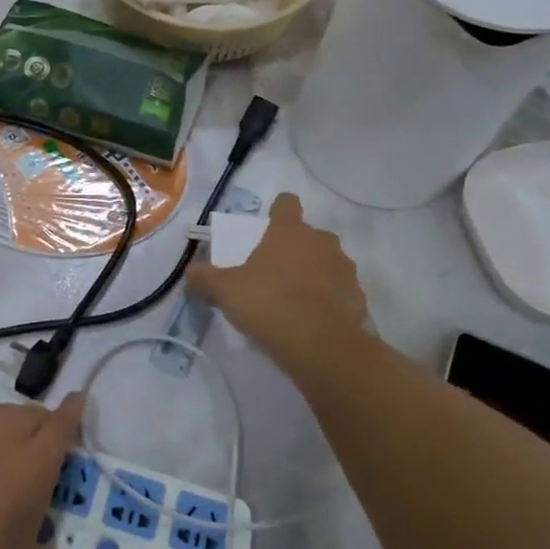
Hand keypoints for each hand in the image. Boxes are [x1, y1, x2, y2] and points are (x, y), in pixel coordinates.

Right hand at [187, 193, 368, 363]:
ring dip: (314, 275)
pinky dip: (329, 301)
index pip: (286, 203)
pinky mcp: (358, 298)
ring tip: (295, 300)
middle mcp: (321, 242)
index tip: (269, 225)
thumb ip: (206, 278)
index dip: (278, 210)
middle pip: (309, 236)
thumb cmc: (269, 303)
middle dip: (295, 249)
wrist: (321, 345)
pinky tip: (313, 321)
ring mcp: (344, 269)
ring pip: (327, 263)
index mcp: (289, 231)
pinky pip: (340, 293)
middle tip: (274, 272)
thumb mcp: (226, 291)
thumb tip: (190, 271)